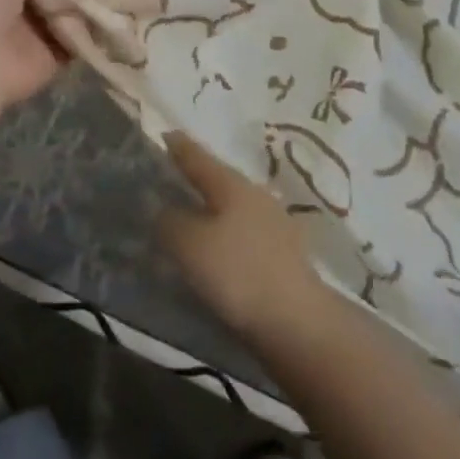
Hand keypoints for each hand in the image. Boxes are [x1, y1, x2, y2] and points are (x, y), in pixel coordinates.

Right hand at [159, 131, 332, 348]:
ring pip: (232, 206)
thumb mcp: (190, 245)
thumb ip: (169, 221)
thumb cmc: (239, 273)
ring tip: (188, 216)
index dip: (177, 146)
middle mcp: (255, 195)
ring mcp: (273, 224)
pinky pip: (243, 233)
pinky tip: (216, 249)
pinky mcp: (282, 254)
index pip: (197, 156)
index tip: (163, 134)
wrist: (299, 324)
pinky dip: (225, 234)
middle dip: (195, 177)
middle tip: (169, 177)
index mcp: (232, 184)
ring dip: (210, 208)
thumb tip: (160, 207)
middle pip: (217, 179)